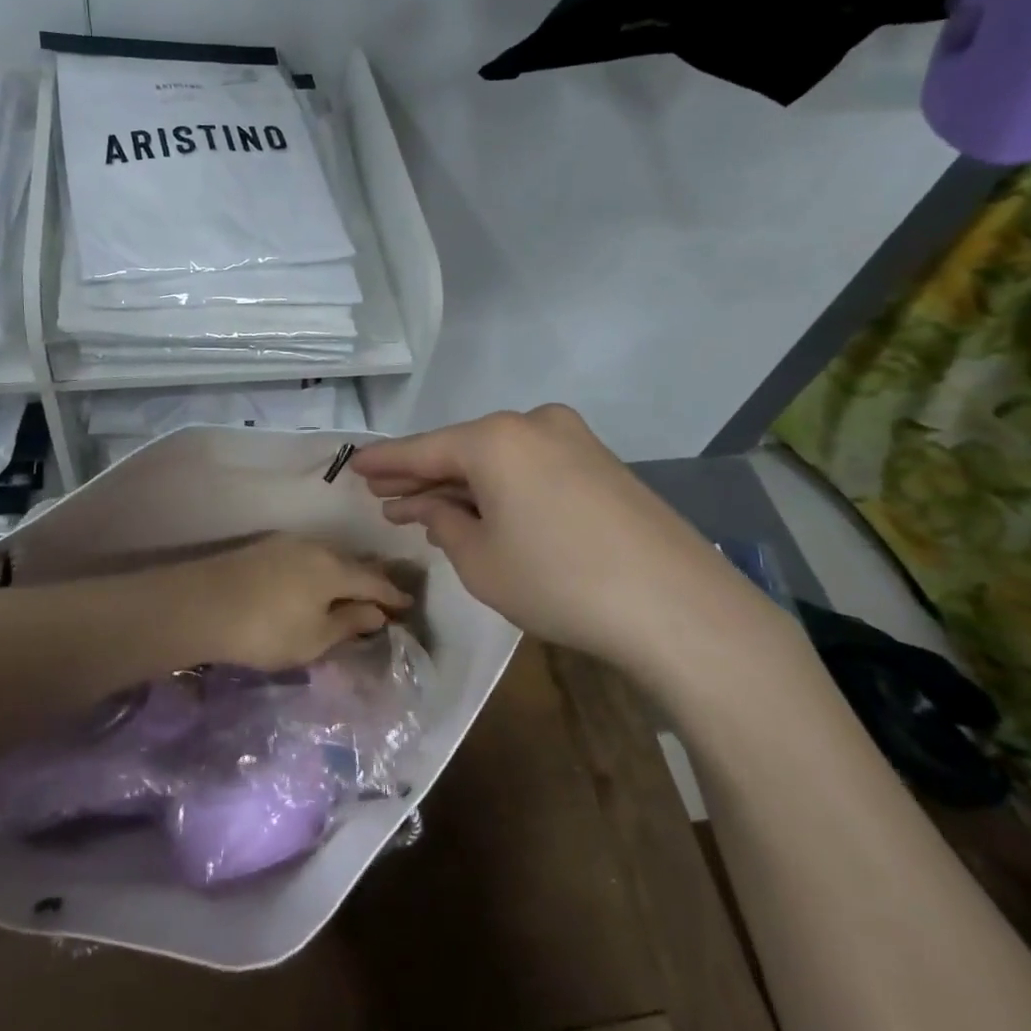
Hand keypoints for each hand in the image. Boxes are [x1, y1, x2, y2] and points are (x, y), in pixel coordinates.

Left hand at [151, 534, 412, 672]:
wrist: (203, 604)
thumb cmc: (267, 629)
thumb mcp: (315, 638)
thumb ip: (349, 623)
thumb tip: (377, 612)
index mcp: (336, 569)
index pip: (376, 581)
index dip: (393, 595)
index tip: (408, 605)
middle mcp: (317, 547)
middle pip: (353, 563)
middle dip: (371, 579)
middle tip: (383, 596)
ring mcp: (287, 543)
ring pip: (328, 557)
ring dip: (343, 573)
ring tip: (348, 590)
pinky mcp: (263, 547)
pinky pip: (305, 557)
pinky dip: (318, 570)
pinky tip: (312, 582)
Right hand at [349, 406, 791, 682]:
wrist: (677, 607)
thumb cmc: (559, 582)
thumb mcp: (481, 562)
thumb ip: (444, 524)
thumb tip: (432, 508)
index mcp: (495, 438)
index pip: (423, 449)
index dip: (384, 463)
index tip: (352, 466)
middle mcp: (533, 424)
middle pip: (462, 450)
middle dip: (423, 477)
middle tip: (385, 496)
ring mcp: (575, 440)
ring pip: (499, 459)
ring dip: (463, 484)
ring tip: (428, 508)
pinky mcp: (603, 464)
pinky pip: (532, 467)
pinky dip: (501, 487)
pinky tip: (485, 510)